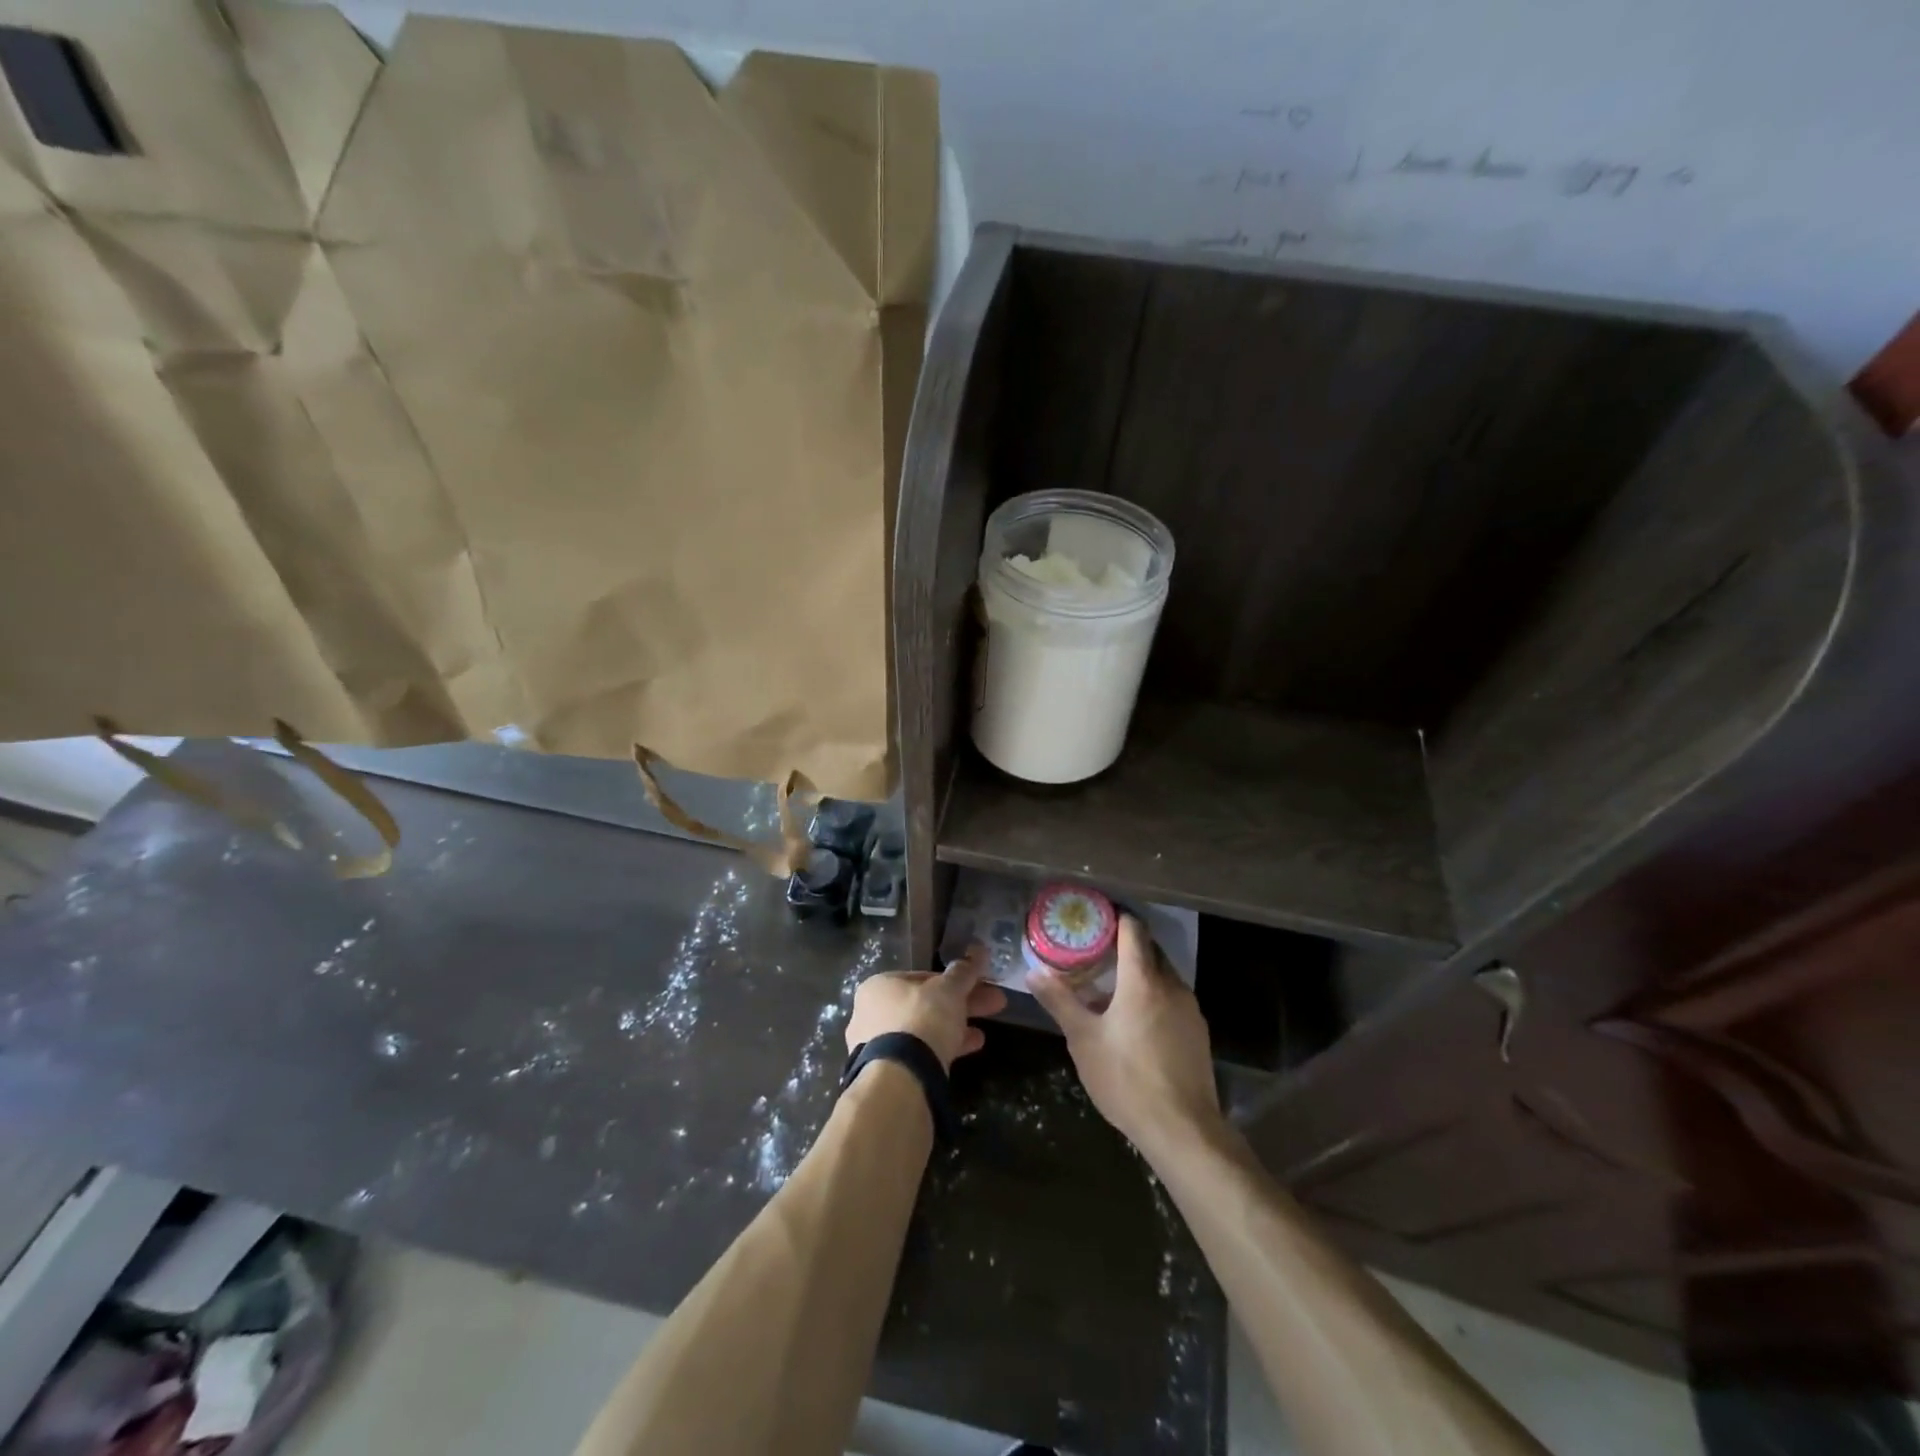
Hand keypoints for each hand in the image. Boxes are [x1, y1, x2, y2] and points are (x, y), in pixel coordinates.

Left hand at [845, 944, 1006, 1070]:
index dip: (954, 980)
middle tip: (994, 1002)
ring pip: (925, 1029)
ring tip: (986, 1030)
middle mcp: (872, 1013)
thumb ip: (963, 972)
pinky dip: (946, 1047)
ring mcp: (878, 1045)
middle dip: (963, 1002)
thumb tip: (978, 952)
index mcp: (879, 986)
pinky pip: (922, 1052)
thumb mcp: (948, 990)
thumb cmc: (922, 1019)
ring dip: (958, 1026)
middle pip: (926, 1004)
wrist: (902, 1076)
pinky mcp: (889, 1071)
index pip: (922, 977)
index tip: (978, 984)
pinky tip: (973, 1046)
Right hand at [1027, 915, 1226, 1160]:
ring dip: (1140, 974)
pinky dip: (1154, 996)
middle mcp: (1171, 985)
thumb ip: (1059, 1001)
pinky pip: (1173, 999)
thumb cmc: (1126, 1078)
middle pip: (1150, 949)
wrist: (1182, 1129)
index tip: (1095, 920)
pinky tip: (1135, 1022)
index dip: (1115, 919)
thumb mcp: (1083, 1039)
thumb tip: (1034, 972)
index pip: (1133, 929)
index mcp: (1142, 979)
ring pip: (1163, 975)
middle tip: (1095, 953)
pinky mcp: (1198, 1032)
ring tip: (1110, 989)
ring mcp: (1190, 1009)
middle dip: (1125, 947)